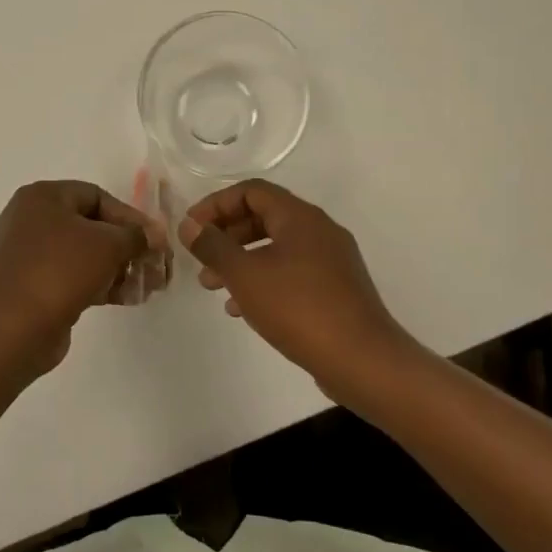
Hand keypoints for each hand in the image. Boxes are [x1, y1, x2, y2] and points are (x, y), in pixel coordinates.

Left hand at [0, 180, 170, 370]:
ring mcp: (29, 255)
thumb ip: (137, 235)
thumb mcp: (108, 245)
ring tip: (148, 286)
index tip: (155, 240)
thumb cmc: (60, 270)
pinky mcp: (33, 286)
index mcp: (42, 197)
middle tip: (156, 266)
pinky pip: (73, 277)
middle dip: (128, 247)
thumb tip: (154, 236)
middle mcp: (31, 220)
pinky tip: (127, 298)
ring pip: (85, 254)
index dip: (131, 216)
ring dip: (119, 268)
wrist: (14, 328)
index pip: (97, 196)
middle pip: (93, 226)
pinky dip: (100, 283)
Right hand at [180, 180, 410, 391]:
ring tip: (212, 286)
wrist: (362, 360)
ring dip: (241, 260)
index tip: (191, 228)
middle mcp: (319, 230)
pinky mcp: (336, 288)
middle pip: (264, 217)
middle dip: (226, 235)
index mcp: (300, 217)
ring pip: (276, 247)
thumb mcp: (245, 276)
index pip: (251, 191)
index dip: (216, 204)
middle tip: (199, 258)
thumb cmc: (299, 309)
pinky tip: (241, 308)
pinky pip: (291, 272)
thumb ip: (213, 247)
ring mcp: (331, 260)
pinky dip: (263, 280)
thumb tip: (189, 225)